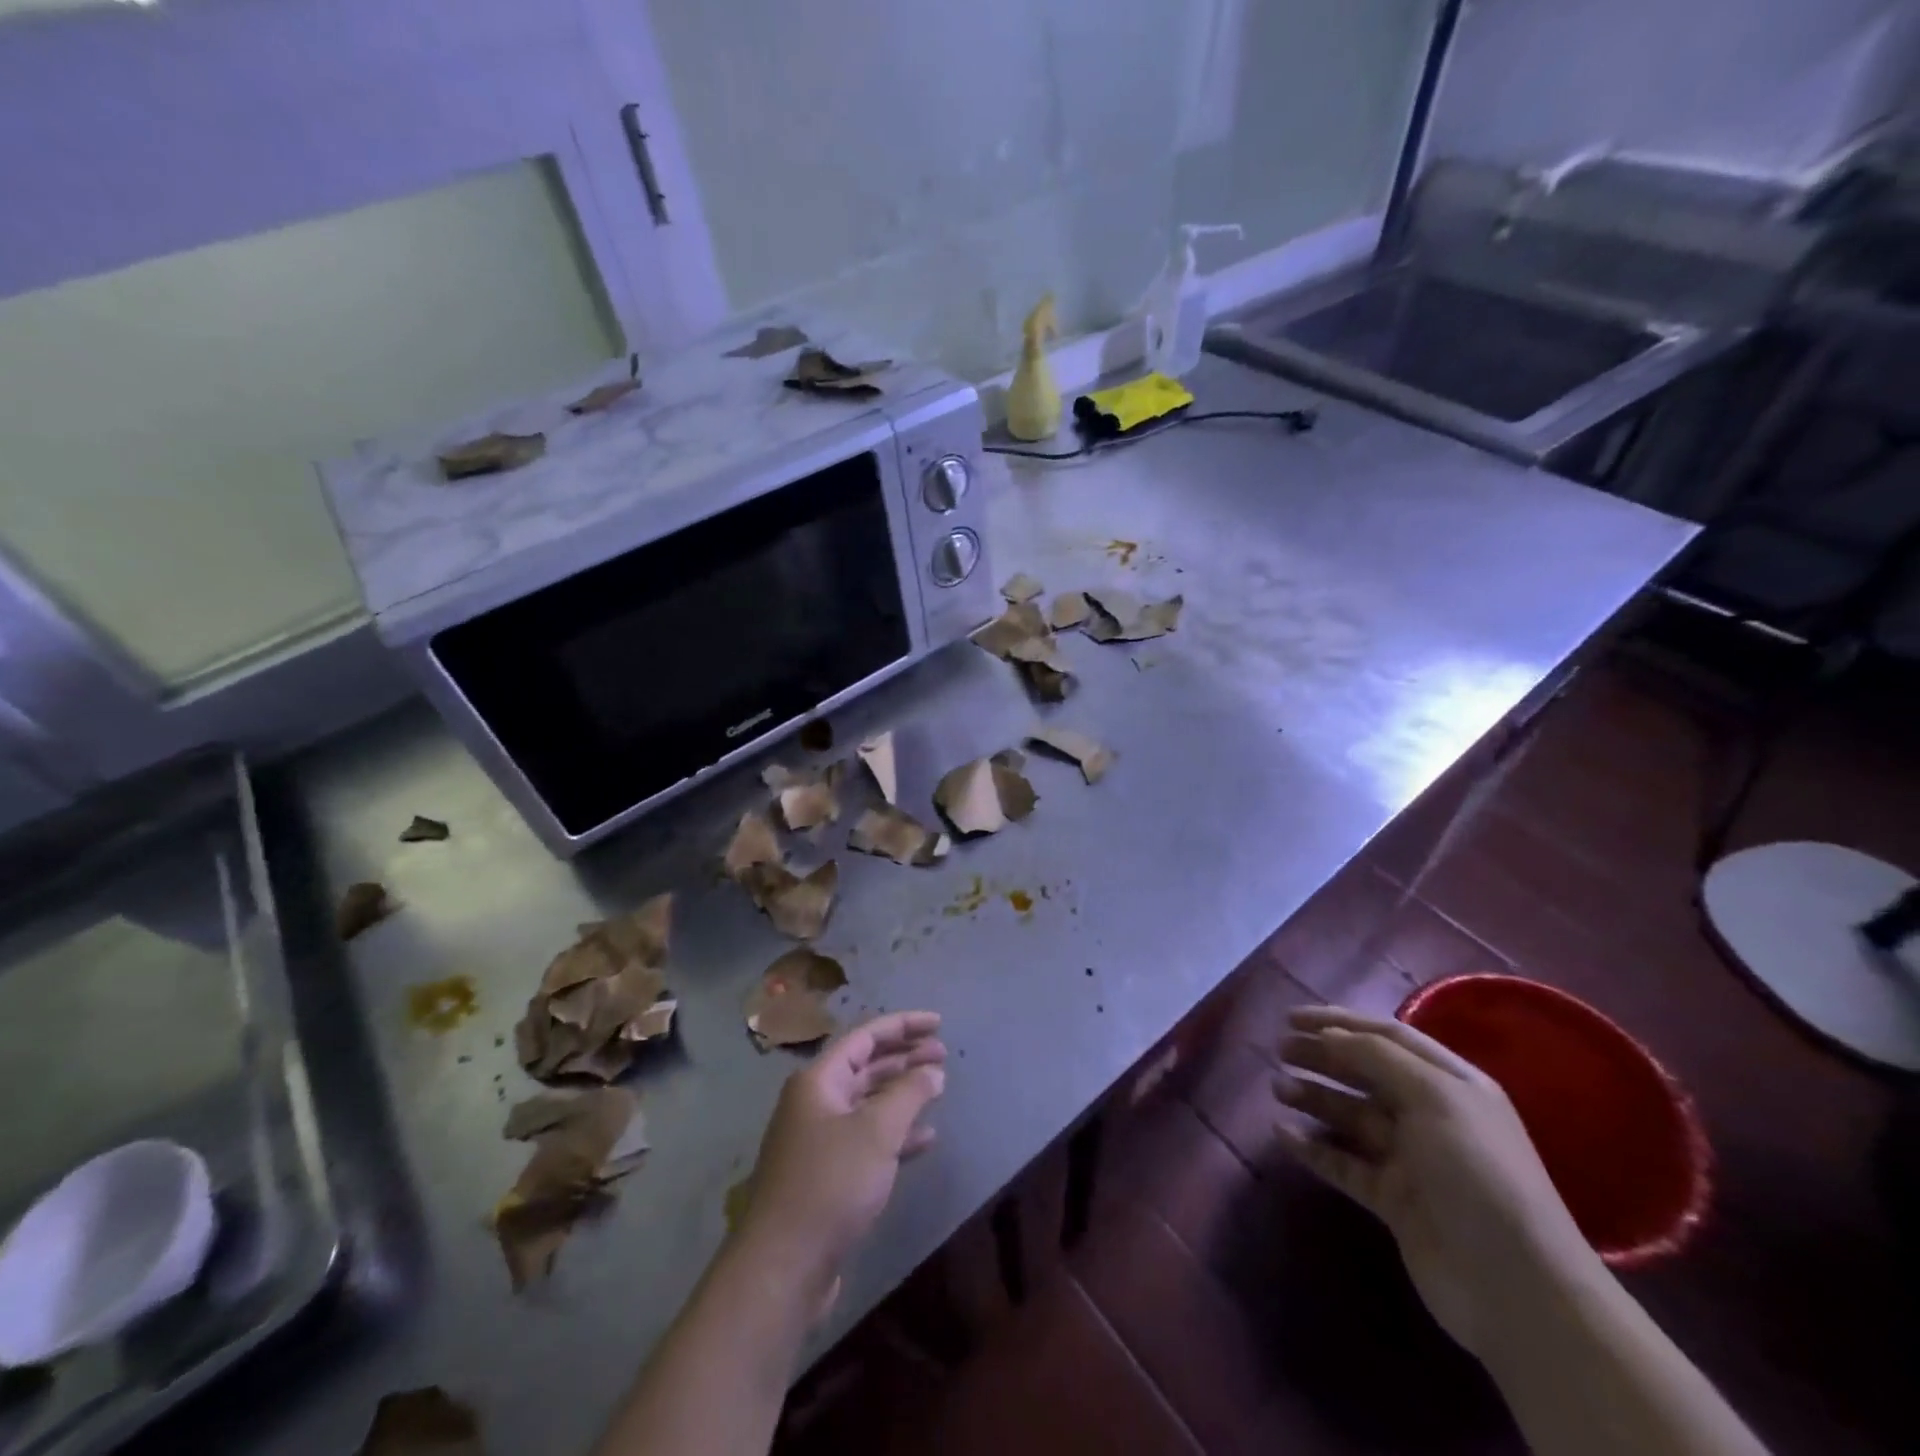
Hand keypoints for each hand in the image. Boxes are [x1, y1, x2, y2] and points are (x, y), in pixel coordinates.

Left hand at [733, 1012, 946, 1314]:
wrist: (783, 1266)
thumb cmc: (830, 1184)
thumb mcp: (877, 1131)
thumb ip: (909, 1093)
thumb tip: (932, 1071)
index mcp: (819, 1080)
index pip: (866, 1036)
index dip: (903, 1025)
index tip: (939, 1024)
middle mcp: (815, 1102)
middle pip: (866, 1065)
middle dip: (905, 1056)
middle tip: (943, 1054)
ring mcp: (819, 1140)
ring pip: (868, 1102)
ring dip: (902, 1093)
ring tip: (939, 1087)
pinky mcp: (826, 1175)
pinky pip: (866, 1138)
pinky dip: (896, 1133)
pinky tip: (926, 1138)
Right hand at [1275, 1005, 1598, 1358]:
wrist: (1514, 1287)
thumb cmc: (1477, 1173)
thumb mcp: (1434, 1097)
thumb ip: (1377, 1057)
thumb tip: (1329, 1035)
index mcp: (1450, 1084)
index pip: (1387, 1037)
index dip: (1339, 1022)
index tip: (1292, 1017)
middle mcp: (1431, 1115)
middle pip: (1365, 1074)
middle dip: (1322, 1057)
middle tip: (1279, 1049)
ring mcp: (1411, 1160)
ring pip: (1351, 1116)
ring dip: (1314, 1098)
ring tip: (1277, 1088)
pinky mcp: (1393, 1200)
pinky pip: (1344, 1163)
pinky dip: (1313, 1147)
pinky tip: (1282, 1134)